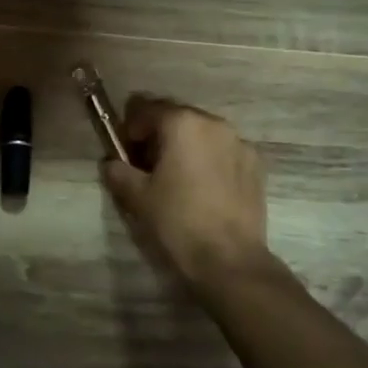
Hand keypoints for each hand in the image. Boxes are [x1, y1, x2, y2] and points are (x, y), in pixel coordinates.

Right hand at [102, 96, 269, 288]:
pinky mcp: (256, 166)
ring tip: (176, 176)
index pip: (147, 108)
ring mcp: (240, 144)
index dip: (131, 126)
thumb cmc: (177, 220)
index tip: (124, 149)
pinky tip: (202, 188)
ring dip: (185, 145)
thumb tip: (111, 163)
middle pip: (178, 117)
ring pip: (203, 133)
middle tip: (146, 163)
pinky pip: (223, 152)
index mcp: (182, 123)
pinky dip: (208, 159)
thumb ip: (119, 171)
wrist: (229, 259)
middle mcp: (214, 123)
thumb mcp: (137, 196)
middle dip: (159, 134)